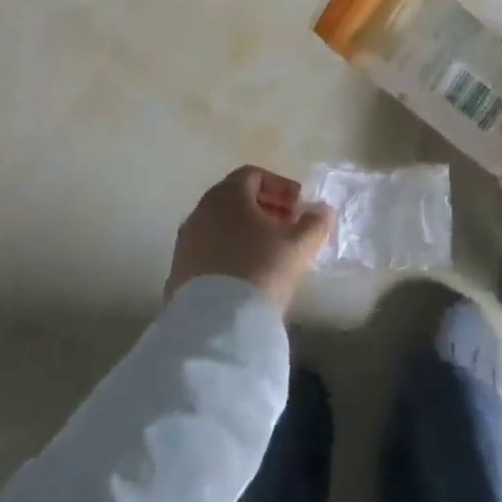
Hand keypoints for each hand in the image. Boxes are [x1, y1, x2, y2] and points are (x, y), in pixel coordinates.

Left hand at [166, 166, 335, 311]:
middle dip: (264, 209)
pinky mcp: (178, 272)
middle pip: (235, 199)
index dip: (280, 187)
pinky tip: (245, 278)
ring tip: (269, 255)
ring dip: (245, 233)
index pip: (253, 175)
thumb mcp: (298, 245)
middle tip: (287, 228)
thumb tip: (324, 210)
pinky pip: (208, 252)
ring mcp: (186, 242)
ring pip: (220, 226)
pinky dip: (228, 254)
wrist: (213, 327)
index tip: (298, 207)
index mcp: (227, 194)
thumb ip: (315, 223)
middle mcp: (201, 210)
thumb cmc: (259, 270)